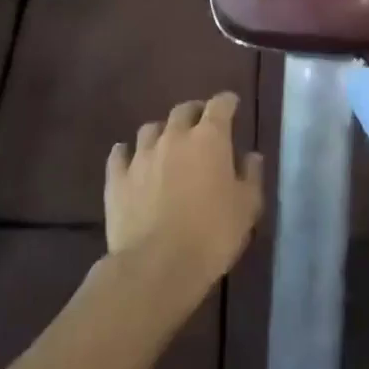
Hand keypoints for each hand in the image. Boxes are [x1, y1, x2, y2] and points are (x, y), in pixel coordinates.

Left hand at [105, 92, 263, 314]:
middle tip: (201, 125)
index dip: (227, 102)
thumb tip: (251, 155)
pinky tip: (129, 159)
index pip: (220, 105)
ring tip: (166, 144)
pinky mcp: (117, 178)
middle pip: (183, 110)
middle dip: (194, 113)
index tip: (232, 104)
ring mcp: (141, 155)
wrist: (157, 266)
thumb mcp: (247, 208)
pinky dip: (126, 154)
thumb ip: (251, 176)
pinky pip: (119, 155)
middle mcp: (174, 137)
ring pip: (150, 129)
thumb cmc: (212, 235)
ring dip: (162, 132)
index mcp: (209, 138)